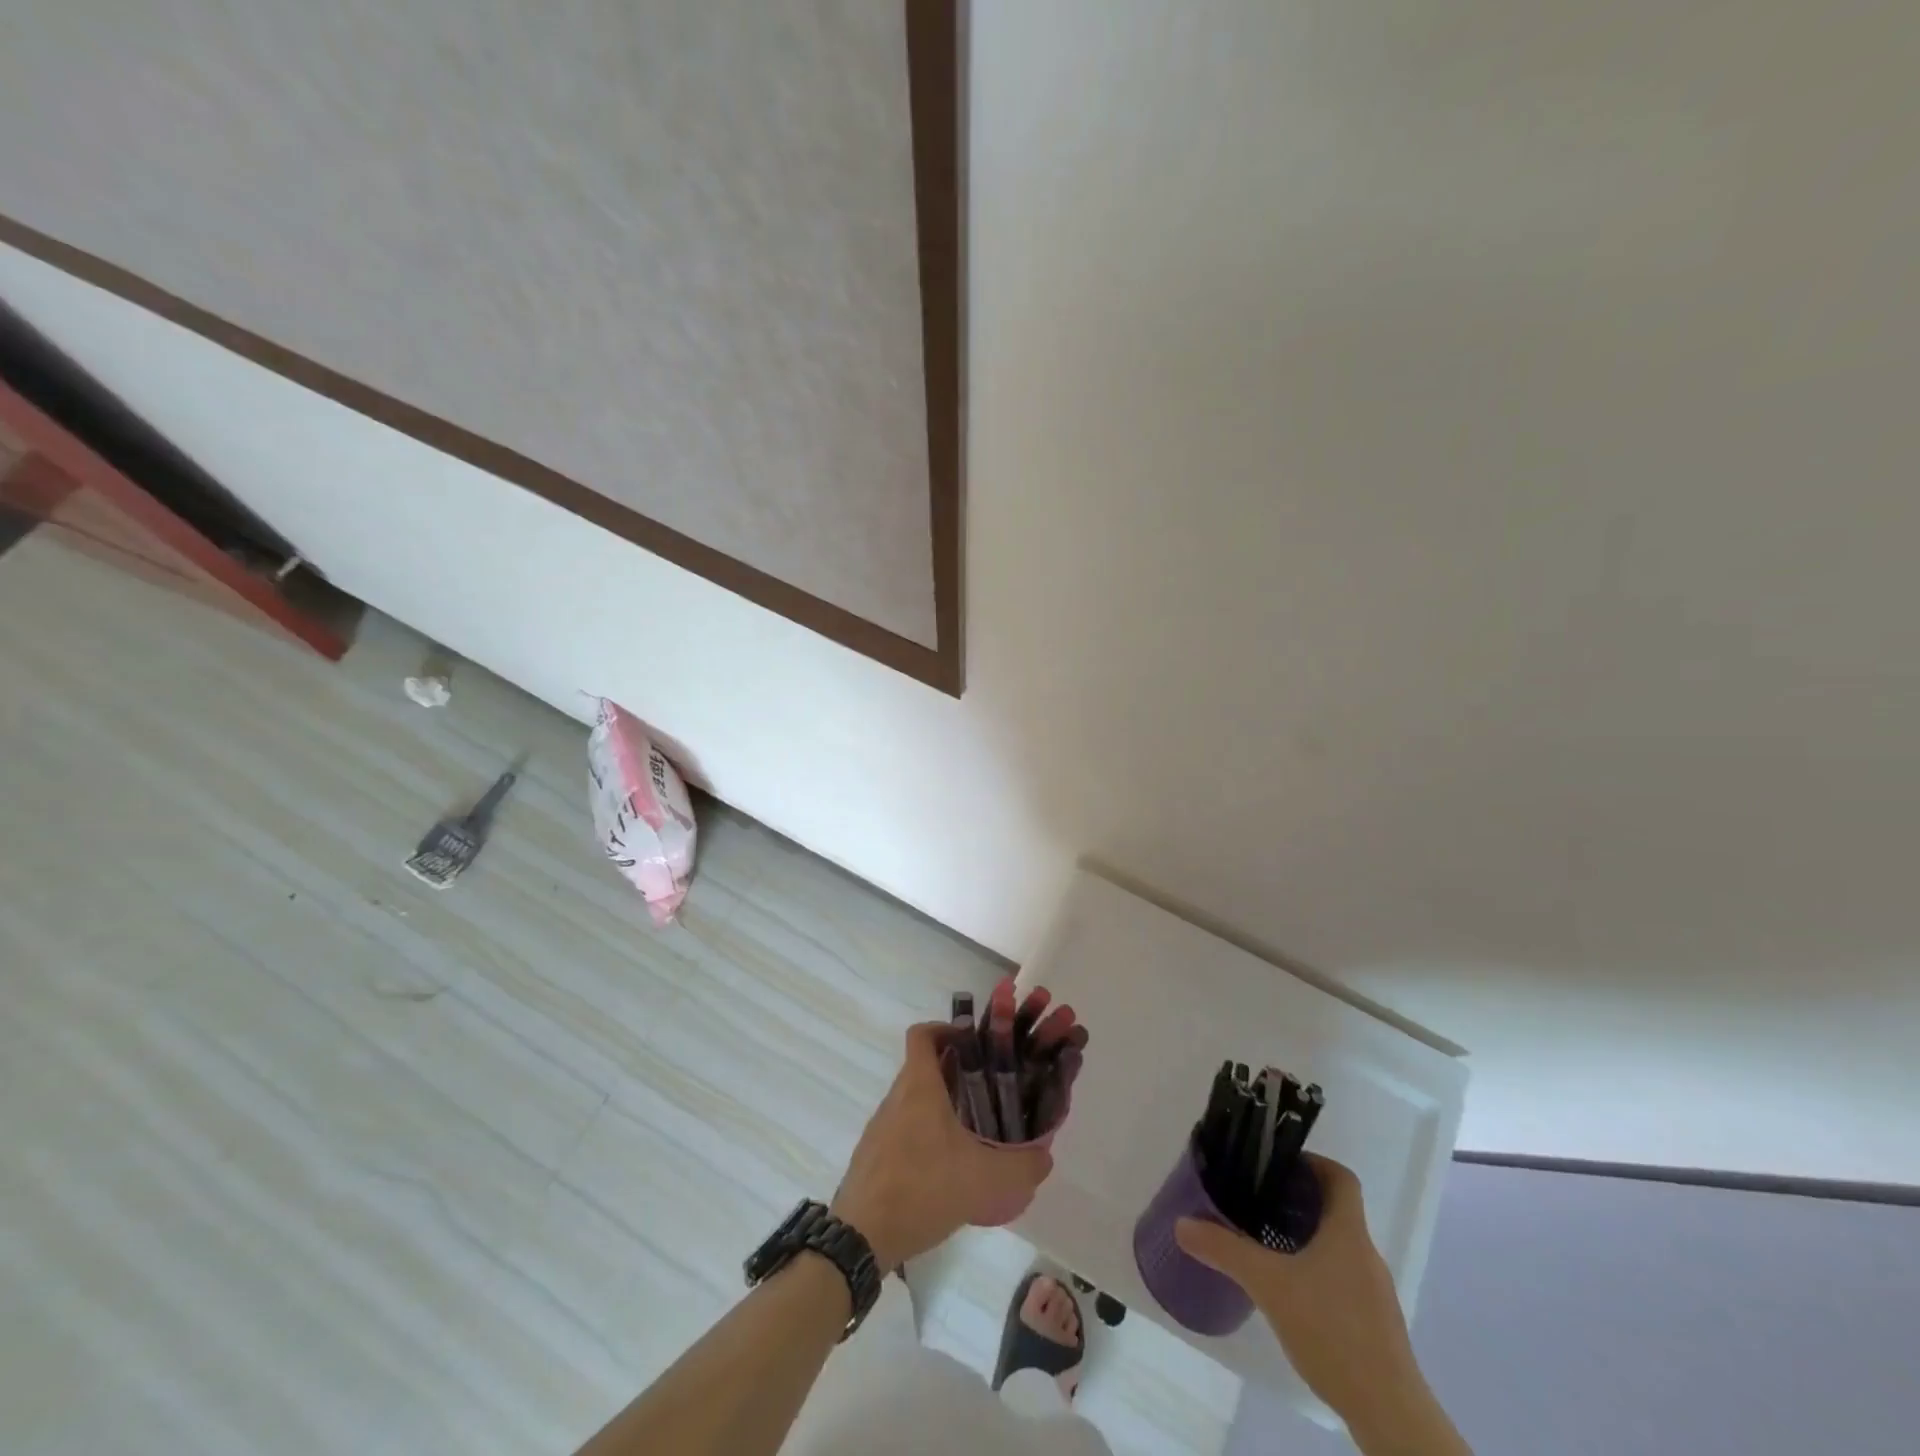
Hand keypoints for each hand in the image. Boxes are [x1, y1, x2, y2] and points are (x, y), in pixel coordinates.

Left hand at [831, 1023, 1052, 1268]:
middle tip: (987, 1089)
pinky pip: (902, 1129)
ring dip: (939, 1105)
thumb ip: (1021, 1167)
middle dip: (954, 1071)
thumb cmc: (923, 1190)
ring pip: (913, 1100)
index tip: (973, 1043)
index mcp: (919, 1086)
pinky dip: (924, 1134)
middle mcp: (896, 1098)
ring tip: (972, 1131)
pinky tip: (945, 1168)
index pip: (922, 1034)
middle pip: (922, 1067)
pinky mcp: (873, 1155)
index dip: (946, 1029)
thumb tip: (1044, 1156)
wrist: (861, 1238)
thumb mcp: (984, 1180)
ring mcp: (880, 1126)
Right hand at [1175, 1156, 1443, 1445]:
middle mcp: (1366, 1254)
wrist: (1390, 1415)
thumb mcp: (1268, 1284)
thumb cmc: (1333, 1331)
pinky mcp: (1374, 1325)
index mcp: (1349, 1232)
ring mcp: (1374, 1293)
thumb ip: (1225, 1250)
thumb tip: (1182, 1223)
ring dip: (1305, 1237)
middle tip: (1257, 1200)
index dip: (1312, 1163)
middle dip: (1297, 1201)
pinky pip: (1341, 1279)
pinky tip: (1288, 1293)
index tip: (1277, 1166)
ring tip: (1265, 1243)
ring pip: (1337, 1246)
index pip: (1341, 1177)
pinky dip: (1315, 1272)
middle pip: (1335, 1210)